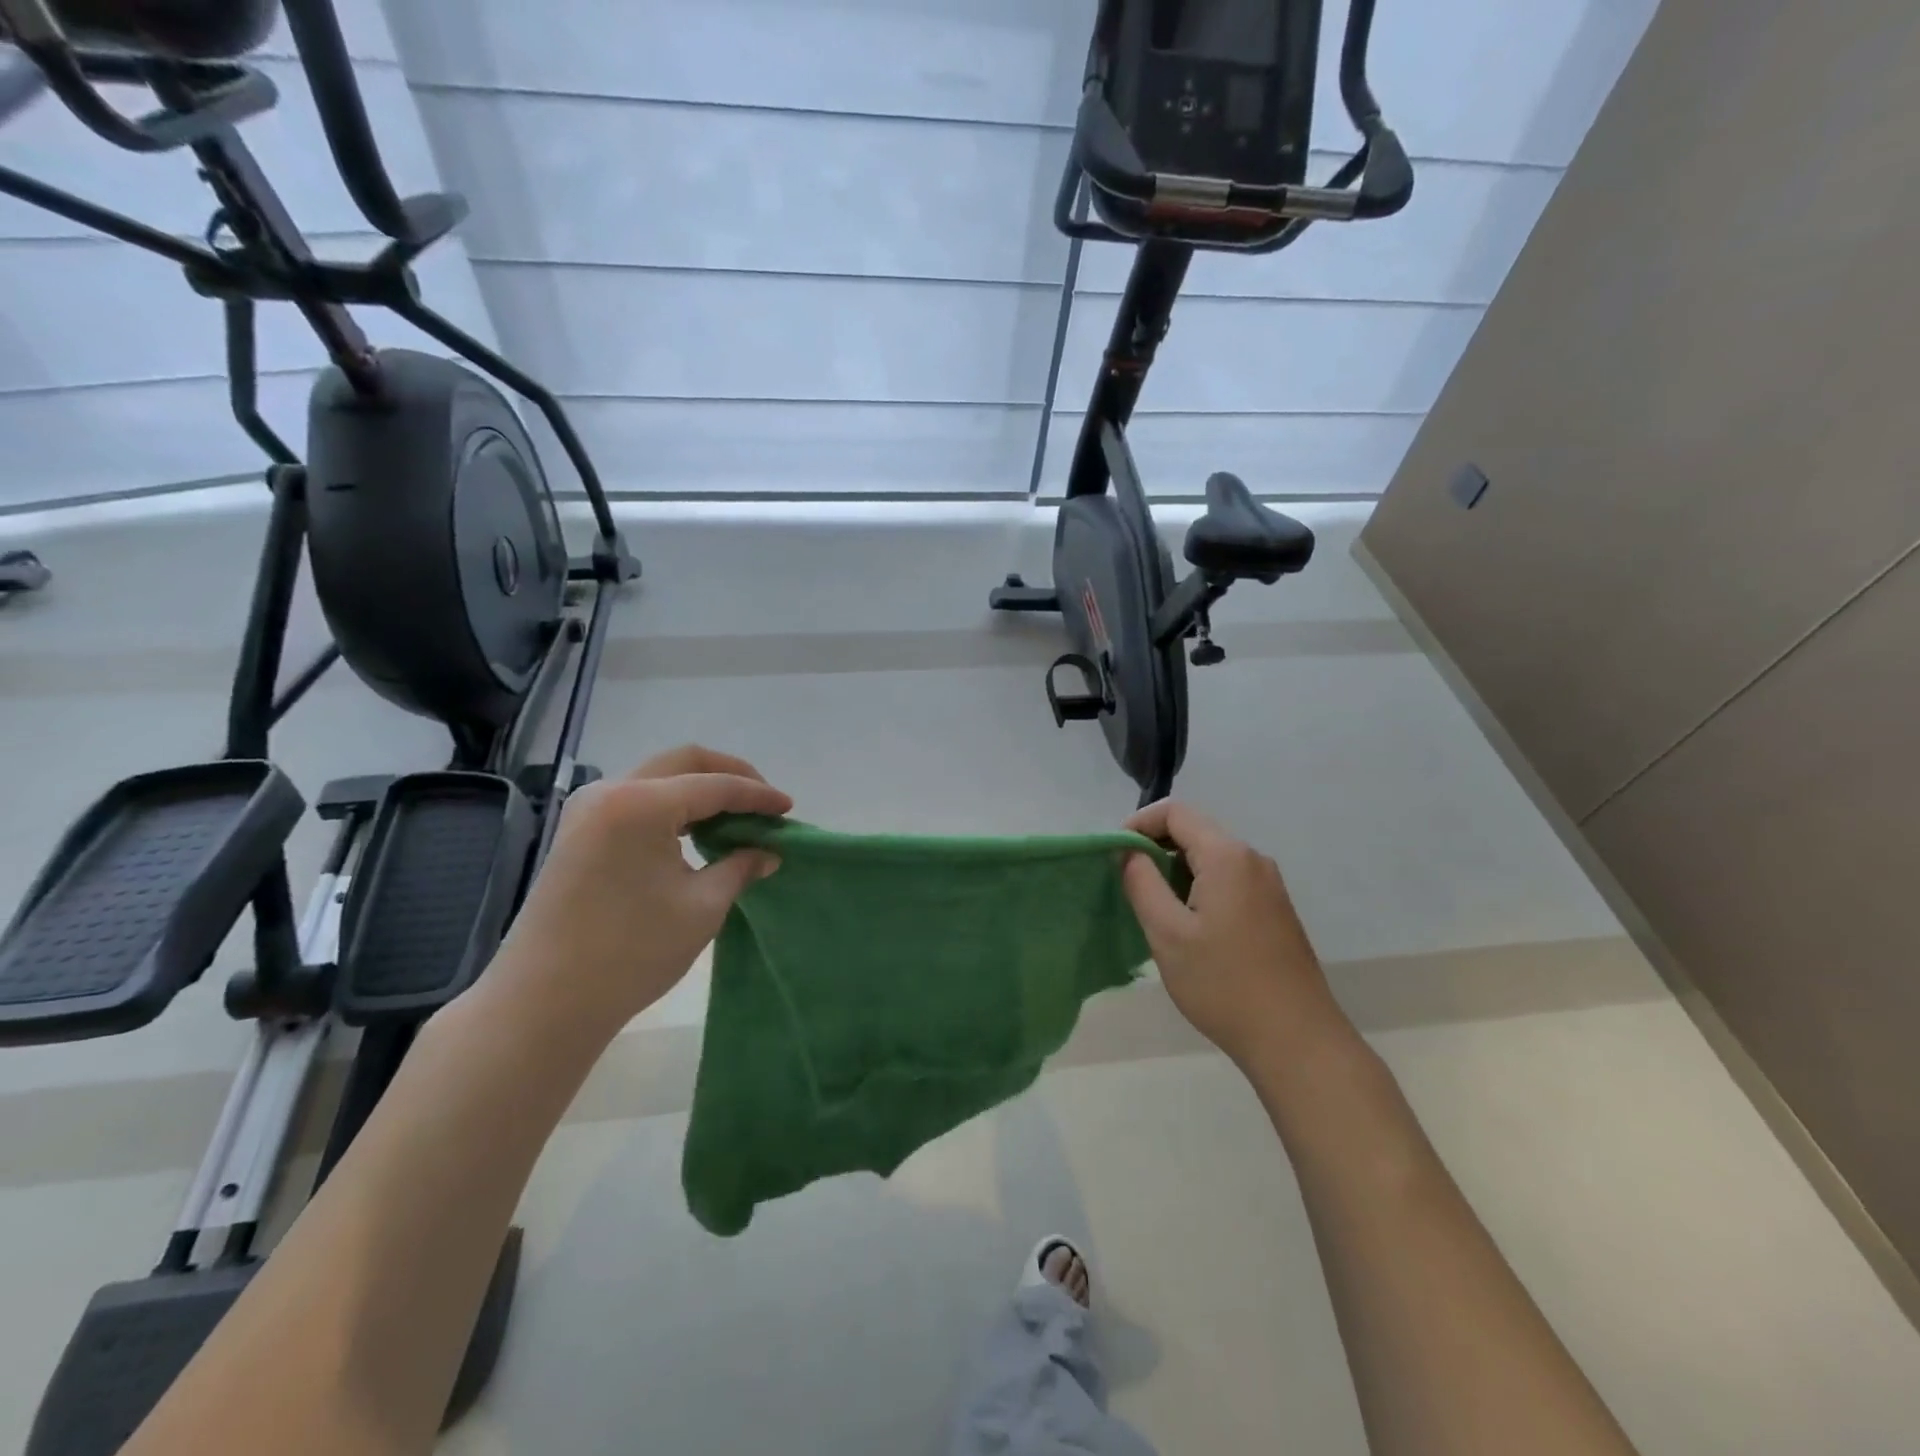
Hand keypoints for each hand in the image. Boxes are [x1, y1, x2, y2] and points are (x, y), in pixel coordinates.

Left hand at [485, 745, 791, 1041]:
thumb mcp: (701, 908)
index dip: (758, 795)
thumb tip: (767, 852)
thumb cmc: (630, 953)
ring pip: (659, 777)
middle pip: (683, 761)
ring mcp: (588, 810)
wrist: (542, 1002)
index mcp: (641, 804)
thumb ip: (740, 867)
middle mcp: (610, 792)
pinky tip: (697, 832)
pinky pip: (638, 799)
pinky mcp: (578, 832)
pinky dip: (674, 806)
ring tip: (737, 818)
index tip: (789, 809)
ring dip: (701, 789)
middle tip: (764, 803)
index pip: (714, 785)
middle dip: (730, 776)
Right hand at [1122, 801, 1344, 1069]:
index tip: (1114, 855)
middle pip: (1195, 830)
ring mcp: (1269, 885)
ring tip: (1152, 906)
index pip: (1175, 812)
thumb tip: (1127, 851)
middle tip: (1127, 882)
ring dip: (1176, 869)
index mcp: (1227, 856)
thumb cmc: (1223, 983)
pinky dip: (1199, 886)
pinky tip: (1187, 925)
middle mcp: (1253, 859)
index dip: (1138, 824)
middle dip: (1156, 847)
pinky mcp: (1275, 909)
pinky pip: (1228, 879)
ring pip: (1211, 857)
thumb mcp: (1167, 933)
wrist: (1296, 1040)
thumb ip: (1141, 882)